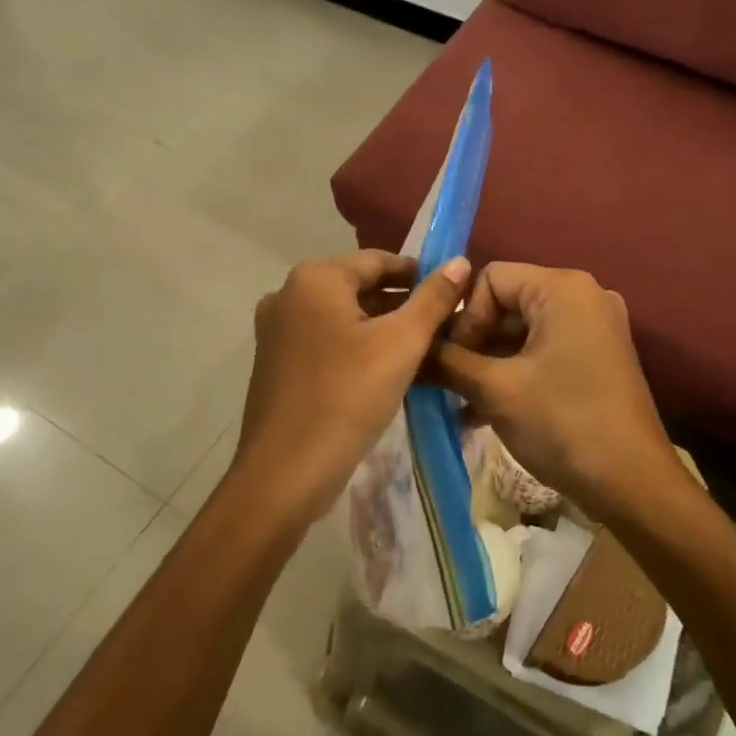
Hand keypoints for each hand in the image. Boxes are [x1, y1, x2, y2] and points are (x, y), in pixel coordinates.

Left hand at [231, 250, 470, 527]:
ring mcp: (276, 329)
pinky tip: (383, 371)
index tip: (452, 298)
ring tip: (421, 351)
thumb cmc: (347, 398)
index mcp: (315, 278)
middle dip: (402, 304)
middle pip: (359, 287)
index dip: (420, 275)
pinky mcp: (275, 361)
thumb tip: (459, 261)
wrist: (284, 474)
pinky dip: (356, 346)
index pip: (379, 260)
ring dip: (381, 327)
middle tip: (442, 329)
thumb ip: (433, 299)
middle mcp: (289, 293)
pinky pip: (325, 340)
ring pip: (343, 316)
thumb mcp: (401, 344)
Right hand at [426, 263, 681, 520]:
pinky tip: (484, 412)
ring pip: (523, 331)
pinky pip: (544, 350)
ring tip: (460, 402)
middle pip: (506, 303)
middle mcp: (583, 295)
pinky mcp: (598, 357)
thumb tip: (411, 351)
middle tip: (449, 383)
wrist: (633, 485)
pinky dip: (515, 373)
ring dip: (489, 363)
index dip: (464, 317)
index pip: (489, 279)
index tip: (451, 362)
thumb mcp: (495, 390)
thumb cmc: (563, 423)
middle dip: (473, 343)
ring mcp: (595, 327)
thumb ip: (448, 362)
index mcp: (562, 288)